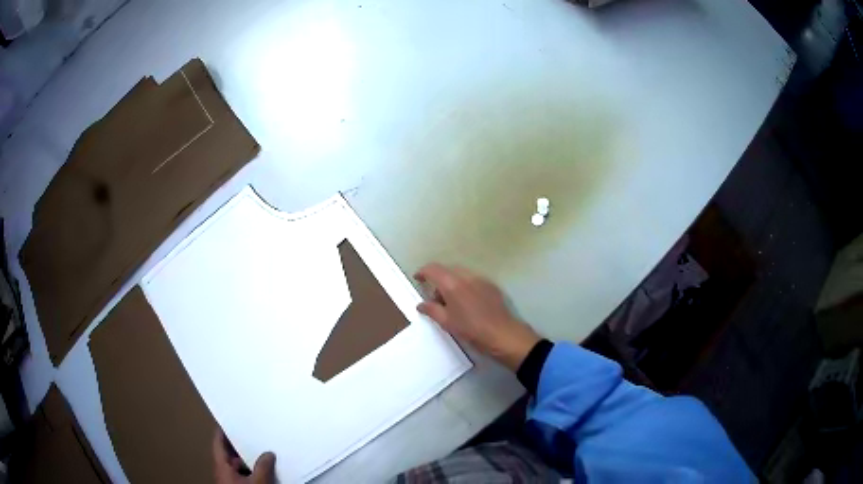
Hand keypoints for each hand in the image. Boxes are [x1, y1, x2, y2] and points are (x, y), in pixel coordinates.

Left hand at [212, 429, 275, 483]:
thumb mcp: (259, 482)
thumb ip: (263, 466)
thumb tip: (268, 453)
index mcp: (221, 466)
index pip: (218, 443)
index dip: (222, 431)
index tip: (228, 420)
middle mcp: (223, 472)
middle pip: (229, 454)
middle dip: (240, 446)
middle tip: (251, 435)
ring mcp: (230, 481)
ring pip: (237, 466)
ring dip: (248, 460)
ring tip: (261, 452)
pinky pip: (244, 475)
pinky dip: (252, 470)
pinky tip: (264, 470)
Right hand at [414, 263, 540, 370]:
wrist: (502, 333)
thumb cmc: (471, 329)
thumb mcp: (447, 322)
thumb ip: (431, 310)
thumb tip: (421, 304)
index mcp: (452, 284)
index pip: (433, 269)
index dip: (423, 272)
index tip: (418, 279)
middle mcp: (466, 276)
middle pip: (447, 270)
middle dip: (438, 280)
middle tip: (435, 299)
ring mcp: (481, 279)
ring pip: (461, 274)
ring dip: (452, 283)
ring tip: (452, 303)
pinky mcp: (491, 285)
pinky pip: (473, 280)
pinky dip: (465, 286)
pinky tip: (468, 303)